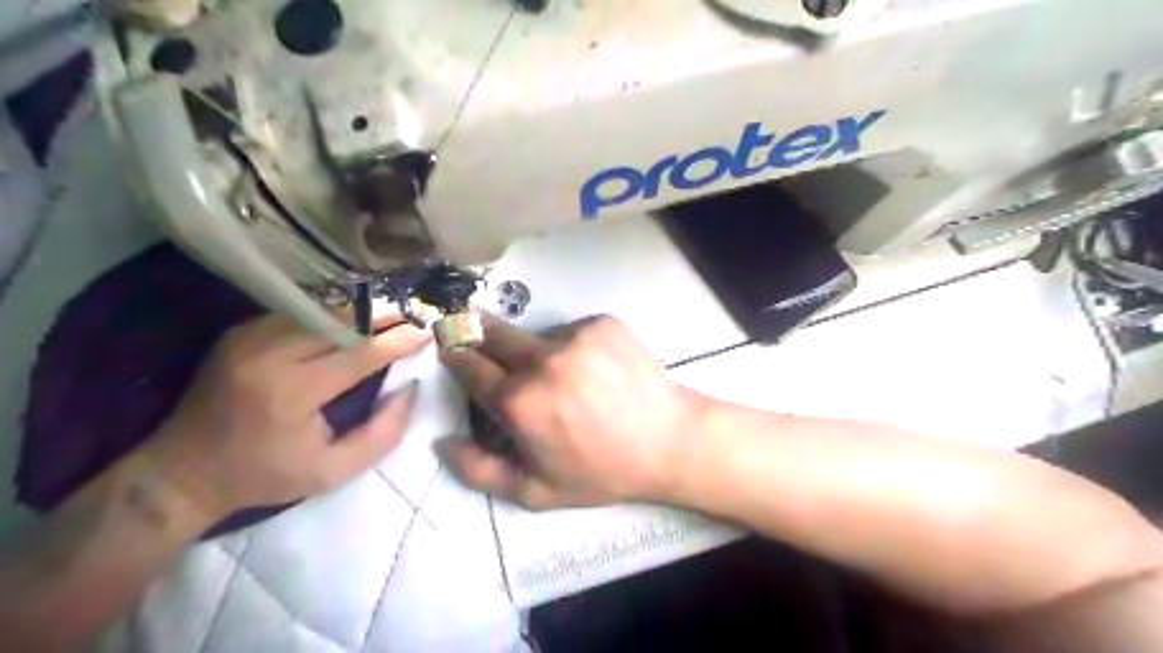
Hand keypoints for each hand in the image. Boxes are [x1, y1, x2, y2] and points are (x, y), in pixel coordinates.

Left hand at [149, 314, 426, 520]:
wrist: (182, 472)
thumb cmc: (265, 476)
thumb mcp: (334, 473)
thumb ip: (382, 434)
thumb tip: (410, 389)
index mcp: (293, 392)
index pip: (359, 353)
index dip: (397, 340)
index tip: (425, 334)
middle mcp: (269, 355)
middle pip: (340, 322)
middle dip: (381, 319)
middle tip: (410, 320)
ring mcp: (249, 339)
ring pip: (319, 311)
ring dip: (357, 314)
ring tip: (385, 319)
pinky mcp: (239, 333)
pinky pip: (295, 314)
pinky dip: (327, 316)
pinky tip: (346, 324)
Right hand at [438, 313, 704, 508]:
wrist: (668, 442)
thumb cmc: (600, 472)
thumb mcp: (535, 491)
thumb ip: (478, 471)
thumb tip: (441, 441)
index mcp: (519, 401)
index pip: (468, 363)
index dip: (456, 356)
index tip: (452, 350)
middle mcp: (542, 359)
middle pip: (491, 332)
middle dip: (480, 336)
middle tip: (487, 347)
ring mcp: (575, 336)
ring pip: (536, 336)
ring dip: (537, 353)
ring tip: (566, 380)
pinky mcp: (602, 323)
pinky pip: (570, 331)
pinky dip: (572, 347)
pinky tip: (593, 371)